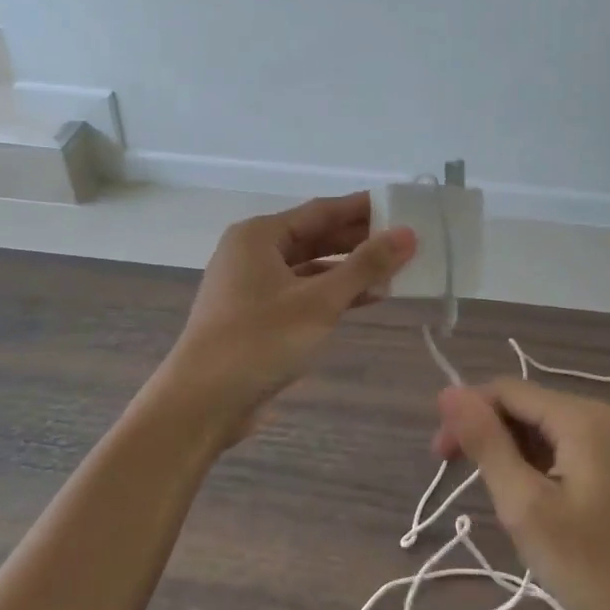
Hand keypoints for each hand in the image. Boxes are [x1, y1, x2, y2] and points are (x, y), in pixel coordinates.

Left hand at [157, 193, 415, 443]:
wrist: (203, 402)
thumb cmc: (260, 340)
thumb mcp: (320, 301)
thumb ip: (365, 266)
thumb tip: (407, 234)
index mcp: (260, 235)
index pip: (321, 210)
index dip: (363, 208)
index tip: (402, 207)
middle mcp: (252, 253)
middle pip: (315, 237)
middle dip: (359, 241)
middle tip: (406, 242)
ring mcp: (252, 286)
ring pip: (310, 268)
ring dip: (349, 270)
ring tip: (395, 273)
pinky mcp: (256, 316)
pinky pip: (302, 293)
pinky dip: (332, 294)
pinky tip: (367, 300)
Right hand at [433, 379, 609, 609]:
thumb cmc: (593, 569)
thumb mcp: (526, 506)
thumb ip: (486, 443)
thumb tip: (448, 392)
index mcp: (584, 417)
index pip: (508, 391)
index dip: (467, 413)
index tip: (440, 456)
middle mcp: (606, 414)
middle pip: (529, 406)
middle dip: (489, 434)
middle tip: (459, 479)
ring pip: (547, 428)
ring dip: (513, 452)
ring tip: (501, 499)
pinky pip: (569, 447)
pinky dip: (540, 465)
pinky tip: (532, 499)